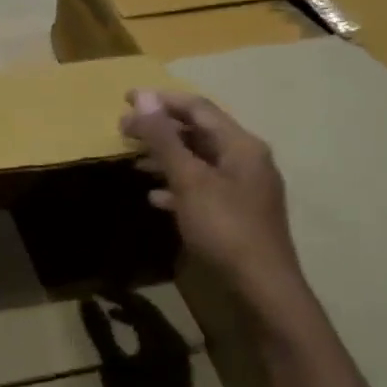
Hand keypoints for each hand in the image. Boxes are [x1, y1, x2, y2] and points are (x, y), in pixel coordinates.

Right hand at [81, 294, 198, 386]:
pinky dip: (142, 328)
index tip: (93, 288)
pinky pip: (158, 333)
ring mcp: (179, 350)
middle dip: (124, 300)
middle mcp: (174, 337)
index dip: (114, 292)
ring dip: (133, 313)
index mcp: (160, 336)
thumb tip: (87, 303)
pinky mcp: (179, 362)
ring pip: (154, 321)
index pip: (136, 302)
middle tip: (101, 295)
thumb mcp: (114, 369)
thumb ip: (101, 334)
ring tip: (111, 312)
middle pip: (148, 308)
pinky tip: (129, 335)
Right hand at [120, 89, 307, 317]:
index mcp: (241, 145)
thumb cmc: (225, 228)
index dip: (161, 101)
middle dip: (161, 130)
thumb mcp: (189, 180)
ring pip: (199, 161)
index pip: (198, 108)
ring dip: (166, 157)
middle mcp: (246, 160)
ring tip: (133, 160)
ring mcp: (243, 188)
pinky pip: (203, 188)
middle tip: (124, 130)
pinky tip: (154, 197)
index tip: (126, 99)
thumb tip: (143, 97)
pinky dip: (177, 186)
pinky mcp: (237, 214)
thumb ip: (165, 139)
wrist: (262, 288)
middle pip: (198, 133)